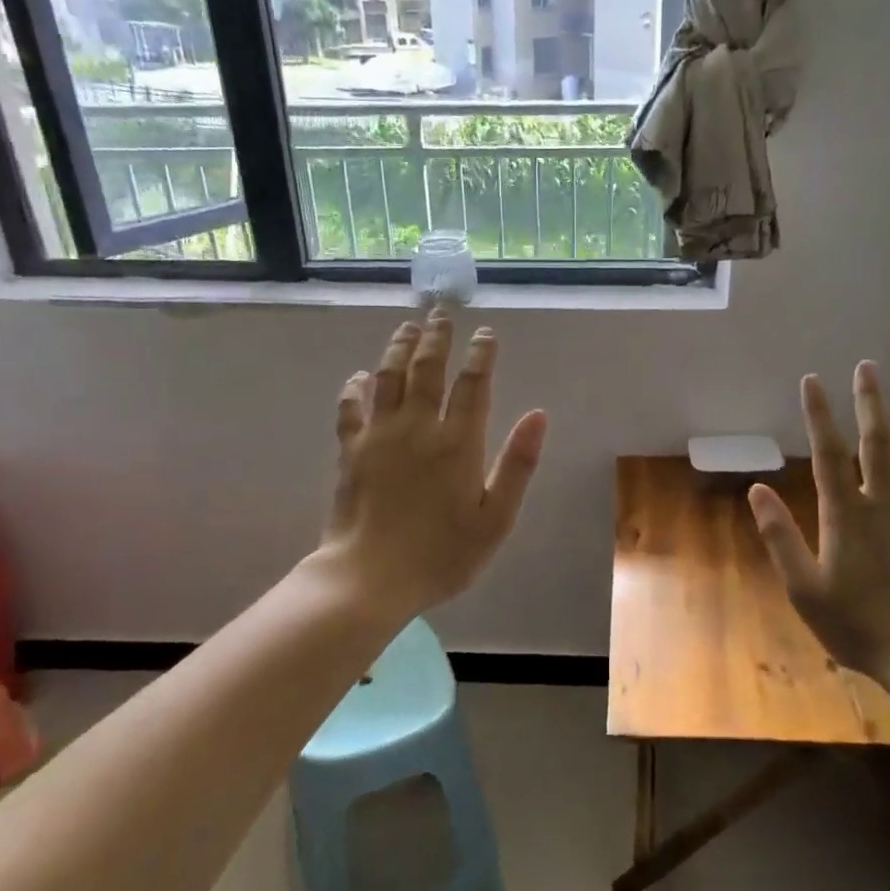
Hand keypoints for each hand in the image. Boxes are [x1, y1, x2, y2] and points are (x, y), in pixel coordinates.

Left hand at [319, 312, 547, 618]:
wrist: (369, 578)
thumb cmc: (442, 555)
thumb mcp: (496, 518)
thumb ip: (518, 464)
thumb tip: (539, 415)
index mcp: (458, 443)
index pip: (472, 384)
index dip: (481, 354)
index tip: (485, 333)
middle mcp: (418, 427)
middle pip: (428, 368)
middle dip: (437, 336)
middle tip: (442, 312)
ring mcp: (379, 435)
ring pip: (389, 377)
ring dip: (399, 347)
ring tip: (408, 327)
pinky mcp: (350, 450)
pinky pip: (351, 408)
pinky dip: (355, 387)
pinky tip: (359, 376)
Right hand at [748, 363, 889, 687]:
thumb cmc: (859, 625)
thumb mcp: (804, 589)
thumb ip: (780, 537)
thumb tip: (757, 490)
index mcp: (846, 515)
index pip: (827, 453)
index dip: (818, 414)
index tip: (811, 381)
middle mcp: (883, 503)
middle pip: (875, 441)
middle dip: (869, 401)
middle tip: (867, 367)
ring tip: (887, 403)